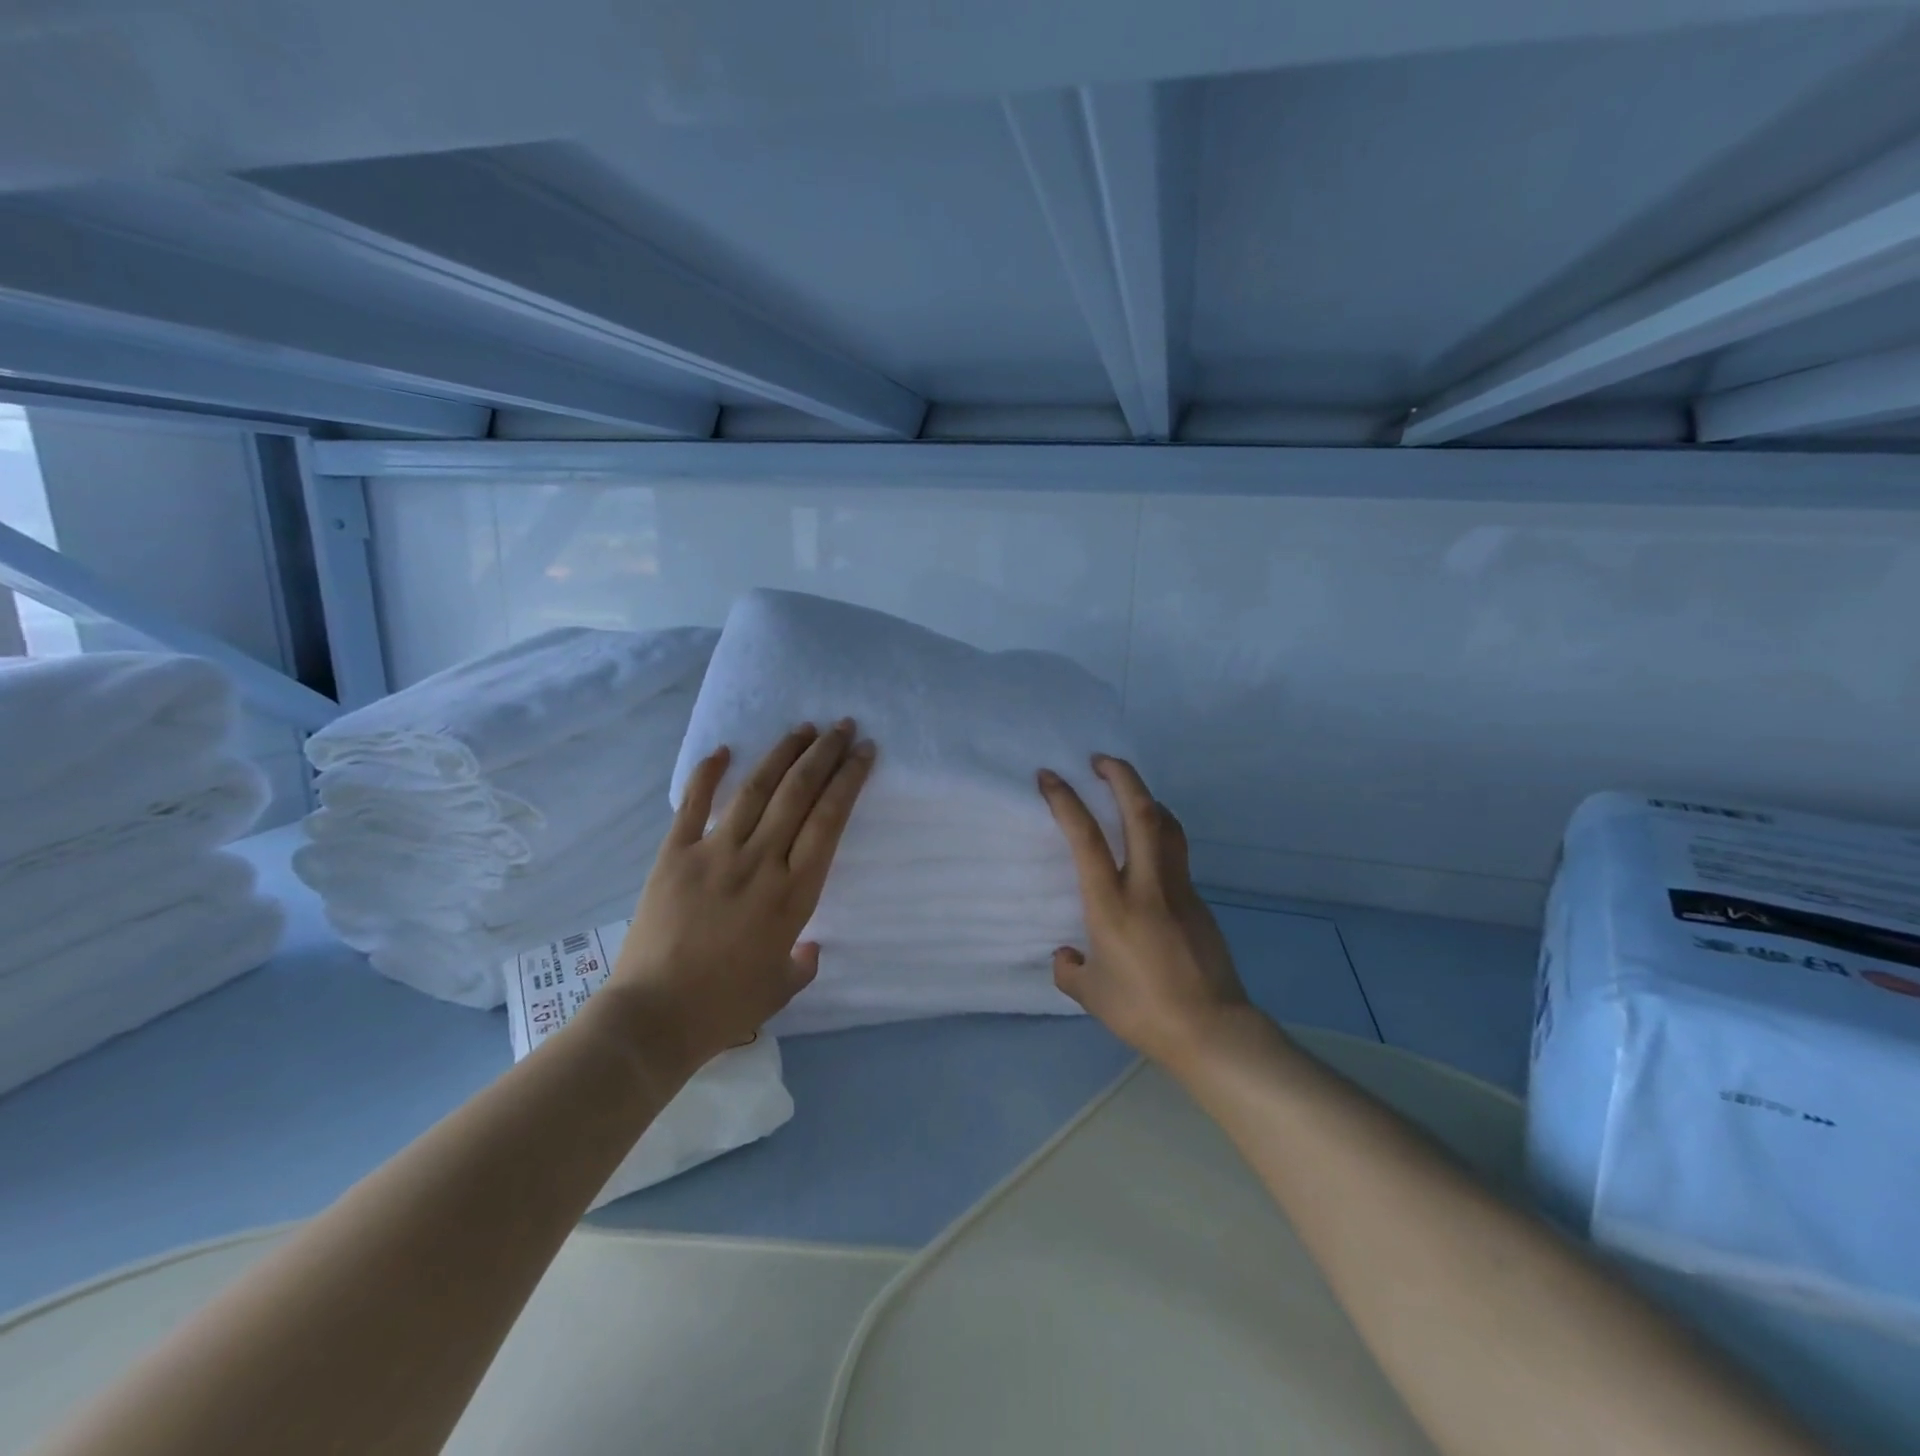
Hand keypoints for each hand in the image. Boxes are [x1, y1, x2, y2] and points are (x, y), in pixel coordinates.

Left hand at [603, 720, 874, 1074]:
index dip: (849, 781)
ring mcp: (715, 854)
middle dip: (825, 754)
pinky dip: (707, 774)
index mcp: (794, 894)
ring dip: (782, 754)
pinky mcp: (674, 856)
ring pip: (755, 790)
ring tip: (803, 728)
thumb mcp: (781, 988)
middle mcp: (760, 862)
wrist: (653, 1018)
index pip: (829, 821)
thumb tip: (810, 947)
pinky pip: (692, 805)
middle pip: (798, 794)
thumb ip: (803, 963)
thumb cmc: (725, 1007)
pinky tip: (723, 749)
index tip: (864, 753)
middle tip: (843, 726)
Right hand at [1039, 755, 1252, 1072]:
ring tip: (1128, 792)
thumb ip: (1070, 969)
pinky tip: (1147, 854)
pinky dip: (1160, 837)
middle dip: (1121, 776)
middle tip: (1101, 759)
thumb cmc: (1143, 1011)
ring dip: (1147, 799)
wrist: (1211, 1030)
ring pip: (1168, 827)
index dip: (1066, 800)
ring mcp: (1179, 890)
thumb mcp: (1091, 995)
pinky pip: (1177, 856)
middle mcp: (1146, 886)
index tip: (1050, 777)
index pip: (1086, 837)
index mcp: (1111, 904)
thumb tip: (1067, 954)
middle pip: (1141, 812)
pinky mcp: (1200, 902)